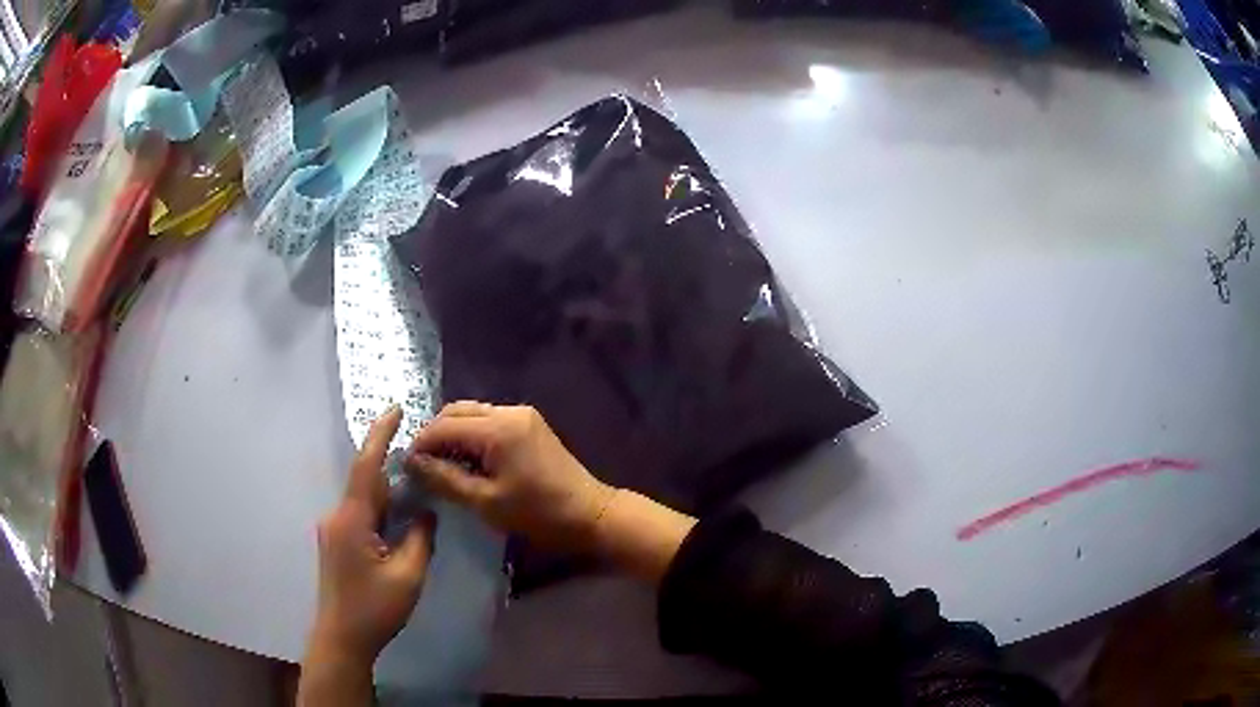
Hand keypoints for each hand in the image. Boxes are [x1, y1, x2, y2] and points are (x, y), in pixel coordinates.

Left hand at [308, 406, 435, 666]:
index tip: (396, 408)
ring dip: (387, 491)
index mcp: (352, 520)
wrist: (342, 638)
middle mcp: (337, 517)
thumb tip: (426, 511)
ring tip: (415, 487)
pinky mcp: (336, 543)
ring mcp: (334, 530)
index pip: (366, 467)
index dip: (380, 435)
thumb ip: (420, 539)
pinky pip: (360, 514)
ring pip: (364, 499)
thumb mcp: (408, 576)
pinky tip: (398, 519)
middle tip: (422, 457)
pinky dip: (380, 509)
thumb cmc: (375, 608)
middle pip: (366, 481)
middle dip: (391, 465)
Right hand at [407, 402, 616, 552]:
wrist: (589, 514)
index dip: (421, 444)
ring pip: (472, 414)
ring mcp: (522, 414)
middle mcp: (508, 411)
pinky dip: (471, 434)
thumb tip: (411, 463)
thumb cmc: (538, 513)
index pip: (444, 426)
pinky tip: (465, 459)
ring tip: (440, 464)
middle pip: (456, 412)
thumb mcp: (485, 502)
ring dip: (452, 433)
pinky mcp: (529, 423)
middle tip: (421, 465)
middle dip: (434, 435)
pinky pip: (489, 420)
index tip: (406, 467)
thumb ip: (445, 479)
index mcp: (498, 428)